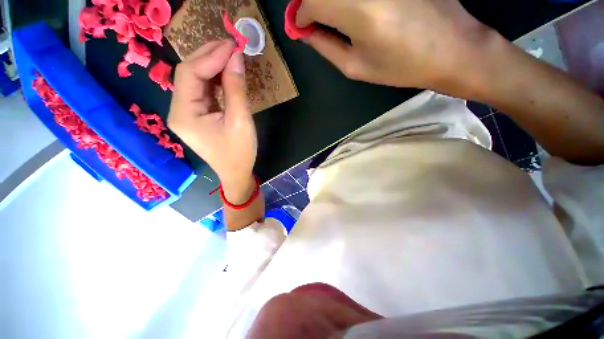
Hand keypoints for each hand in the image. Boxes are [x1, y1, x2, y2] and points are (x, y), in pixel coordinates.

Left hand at [168, 40, 256, 202]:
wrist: (236, 173)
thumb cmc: (239, 153)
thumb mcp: (240, 121)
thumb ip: (236, 88)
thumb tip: (236, 57)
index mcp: (184, 114)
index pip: (191, 73)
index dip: (211, 56)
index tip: (234, 46)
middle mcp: (179, 110)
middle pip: (189, 73)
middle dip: (210, 56)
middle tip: (232, 45)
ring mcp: (187, 113)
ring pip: (195, 80)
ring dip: (213, 65)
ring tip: (232, 55)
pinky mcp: (197, 115)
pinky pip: (203, 91)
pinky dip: (216, 79)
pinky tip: (227, 73)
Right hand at [296, 0, 495, 91]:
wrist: (450, 47)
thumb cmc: (399, 66)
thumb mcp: (355, 66)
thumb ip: (326, 46)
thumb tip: (306, 32)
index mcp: (357, 10)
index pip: (312, 1)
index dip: (301, 15)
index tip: (302, 27)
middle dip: (311, 3)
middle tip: (313, 20)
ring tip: (332, 16)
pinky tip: (352, 8)